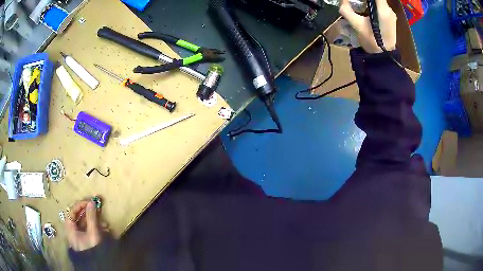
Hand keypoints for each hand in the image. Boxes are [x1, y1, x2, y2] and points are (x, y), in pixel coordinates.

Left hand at [66, 200, 100, 250]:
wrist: (96, 267)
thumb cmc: (92, 249)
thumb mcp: (93, 233)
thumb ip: (91, 217)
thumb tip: (91, 202)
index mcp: (70, 228)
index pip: (72, 211)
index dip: (80, 205)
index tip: (90, 202)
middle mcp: (72, 230)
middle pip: (78, 216)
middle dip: (89, 212)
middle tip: (97, 208)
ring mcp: (78, 236)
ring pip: (84, 223)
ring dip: (94, 220)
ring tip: (104, 222)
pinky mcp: (85, 241)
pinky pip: (88, 230)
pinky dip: (95, 227)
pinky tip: (104, 229)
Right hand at [339, 0, 396, 53]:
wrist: (383, 57)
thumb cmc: (371, 41)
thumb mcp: (356, 25)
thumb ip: (347, 10)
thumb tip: (342, 0)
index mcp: (383, 10)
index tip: (357, 0)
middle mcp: (389, 10)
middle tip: (356, 2)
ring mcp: (391, 14)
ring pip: (379, 1)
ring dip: (369, 2)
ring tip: (360, 5)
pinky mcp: (391, 19)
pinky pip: (381, 7)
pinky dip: (373, 5)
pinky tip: (367, 11)